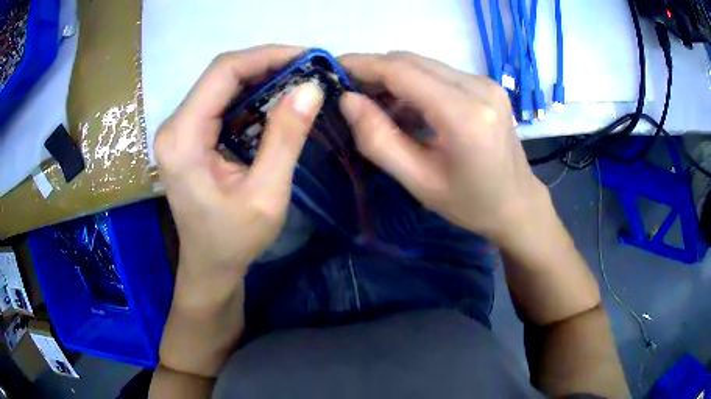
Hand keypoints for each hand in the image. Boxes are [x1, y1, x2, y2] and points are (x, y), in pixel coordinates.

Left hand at [155, 46, 323, 305]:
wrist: (209, 266)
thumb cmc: (234, 240)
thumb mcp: (266, 194)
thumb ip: (285, 138)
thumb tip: (311, 88)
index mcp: (183, 138)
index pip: (223, 72)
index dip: (266, 56)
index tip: (306, 57)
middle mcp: (174, 126)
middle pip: (221, 74)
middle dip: (267, 65)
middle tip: (308, 69)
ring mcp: (179, 130)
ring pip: (222, 85)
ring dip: (260, 79)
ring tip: (298, 82)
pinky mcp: (188, 136)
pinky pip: (220, 102)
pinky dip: (250, 96)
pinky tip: (275, 102)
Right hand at [339, 52, 548, 244]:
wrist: (517, 203)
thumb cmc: (469, 203)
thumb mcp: (418, 182)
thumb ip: (378, 140)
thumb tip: (348, 100)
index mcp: (464, 115)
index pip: (402, 71)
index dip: (363, 65)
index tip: (333, 69)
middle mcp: (478, 87)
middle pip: (412, 61)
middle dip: (375, 70)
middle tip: (350, 92)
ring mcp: (485, 83)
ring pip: (424, 64)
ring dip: (393, 77)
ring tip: (374, 104)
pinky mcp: (486, 85)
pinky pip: (439, 73)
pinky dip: (414, 83)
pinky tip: (405, 107)